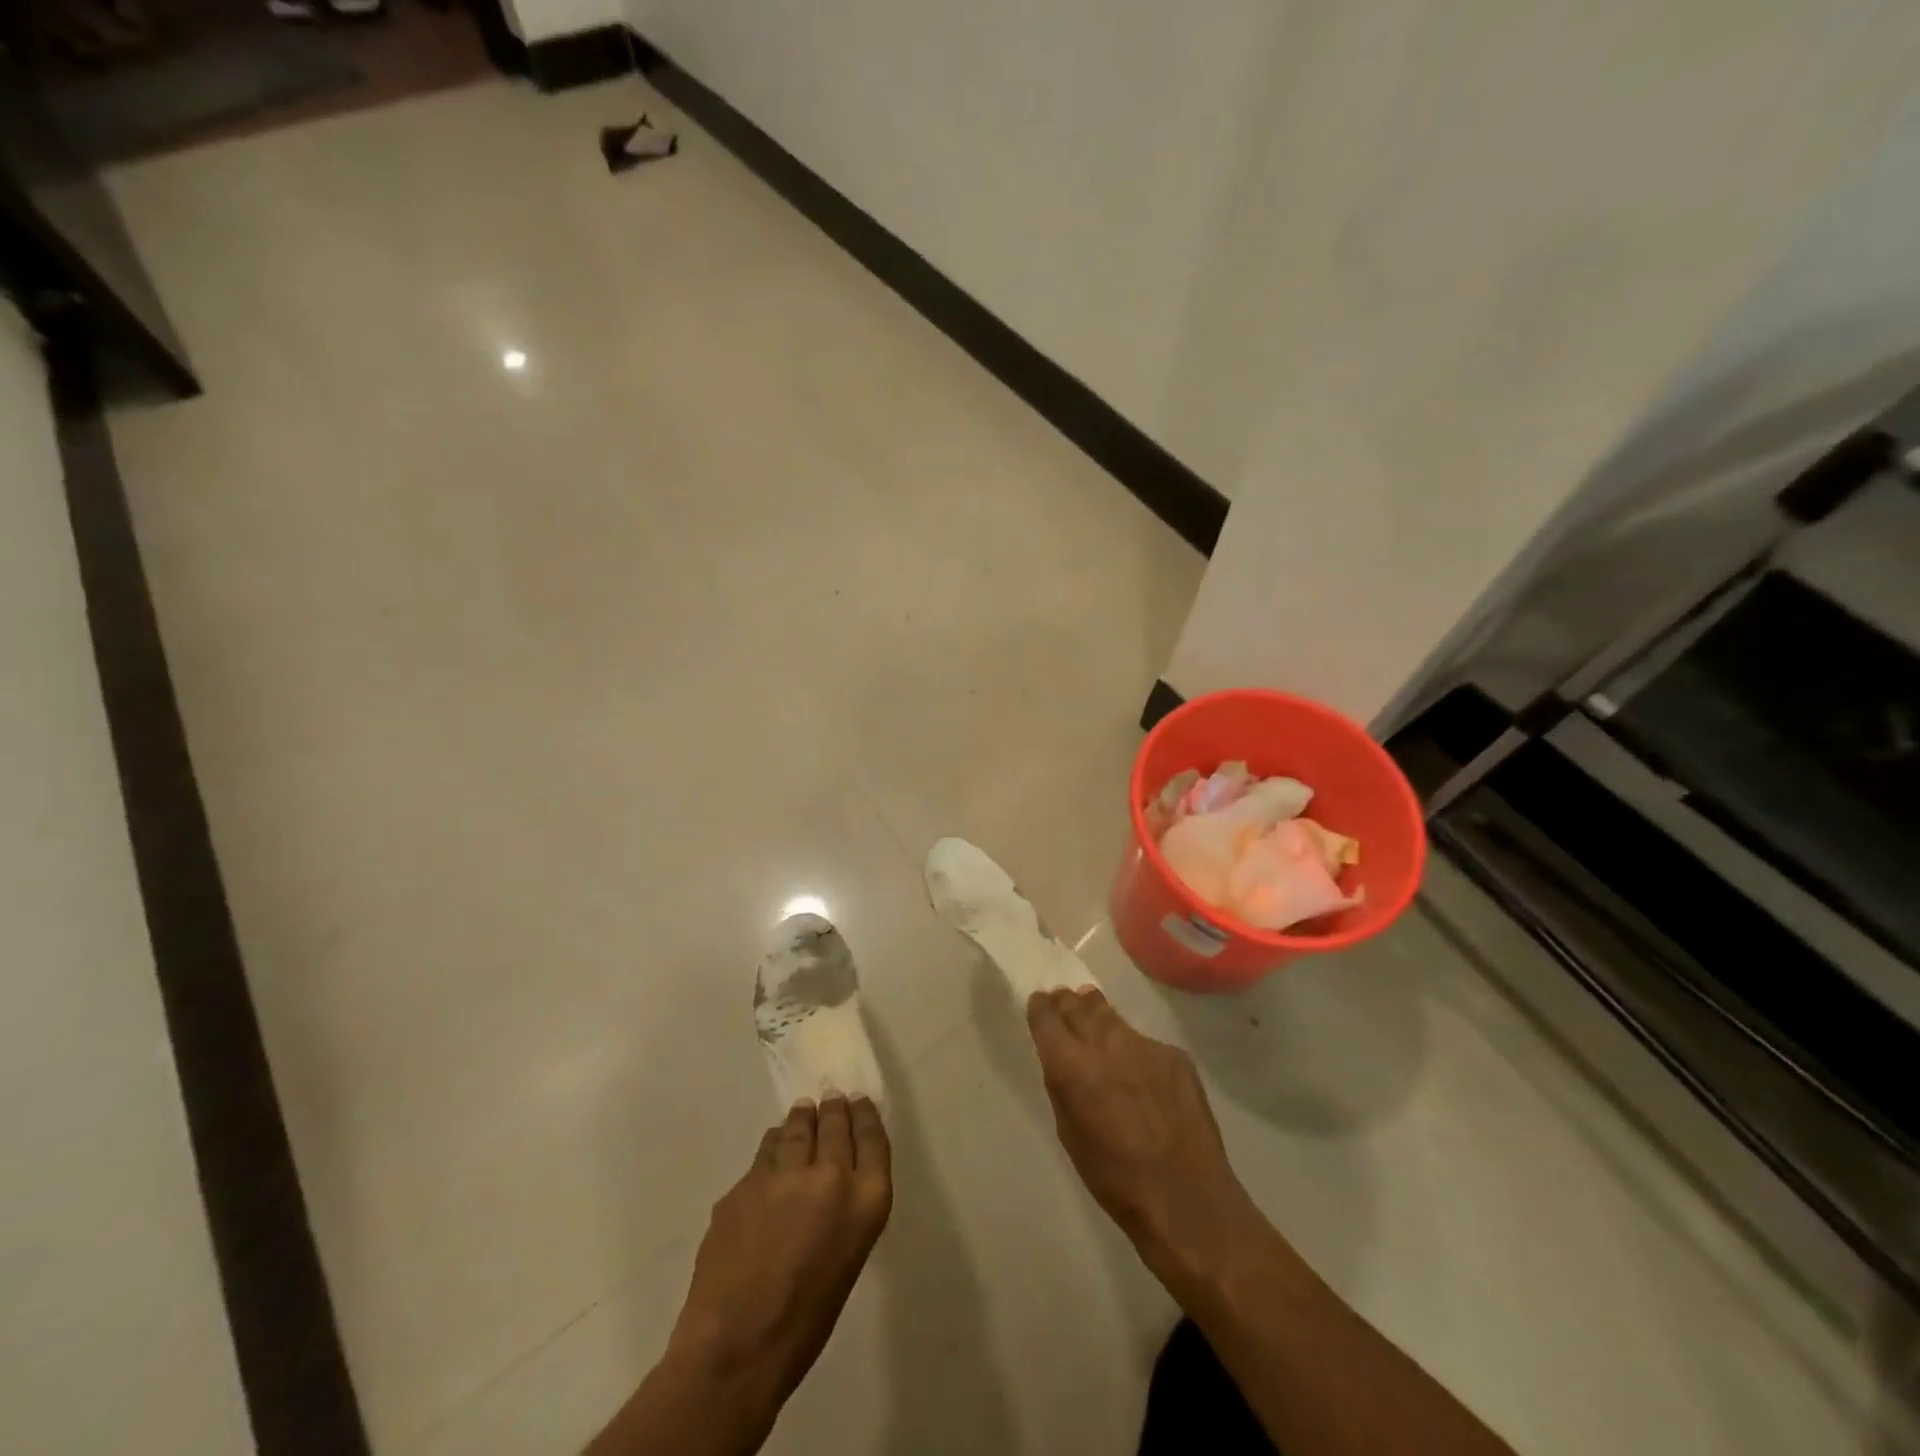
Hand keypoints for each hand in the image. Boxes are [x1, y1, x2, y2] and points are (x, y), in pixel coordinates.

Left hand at [667, 1097, 892, 1417]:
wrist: (737, 1346)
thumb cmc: (806, 1321)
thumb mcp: (847, 1257)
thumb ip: (846, 1211)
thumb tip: (833, 1183)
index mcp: (865, 1201)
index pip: (873, 1139)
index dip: (865, 1116)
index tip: (859, 1102)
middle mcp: (830, 1176)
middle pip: (835, 1125)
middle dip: (834, 1110)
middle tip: (831, 1099)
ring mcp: (785, 1175)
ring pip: (797, 1130)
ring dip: (802, 1119)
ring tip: (802, 1112)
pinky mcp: (746, 1182)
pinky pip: (765, 1154)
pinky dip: (773, 1147)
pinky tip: (772, 1148)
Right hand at [1027, 988, 1262, 1283]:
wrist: (1186, 1196)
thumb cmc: (1115, 1177)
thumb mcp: (1069, 1133)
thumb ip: (1061, 1087)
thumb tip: (1061, 1061)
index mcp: (1070, 1064)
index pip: (1046, 1014)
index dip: (1040, 1008)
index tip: (1040, 1007)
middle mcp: (1104, 1042)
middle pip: (1077, 1004)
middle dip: (1067, 1004)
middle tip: (1064, 1007)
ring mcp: (1143, 1044)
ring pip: (1111, 1016)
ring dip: (1098, 1015)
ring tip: (1095, 1021)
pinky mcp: (1174, 1054)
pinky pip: (1144, 1042)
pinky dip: (1134, 1050)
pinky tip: (1140, 1074)